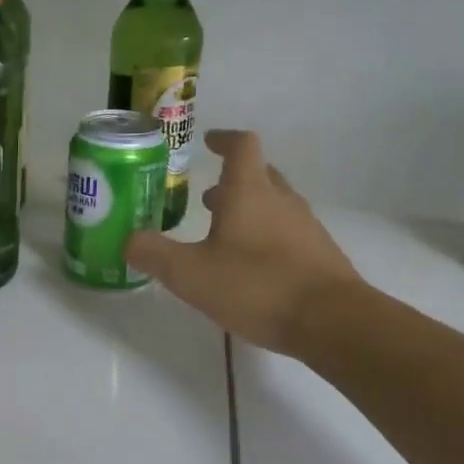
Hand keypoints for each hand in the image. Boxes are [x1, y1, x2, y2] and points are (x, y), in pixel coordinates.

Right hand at [125, 129, 361, 354]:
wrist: (335, 324)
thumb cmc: (257, 286)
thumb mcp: (190, 274)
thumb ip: (154, 254)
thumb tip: (128, 240)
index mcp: (249, 192)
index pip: (241, 146)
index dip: (224, 140)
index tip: (208, 143)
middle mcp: (281, 201)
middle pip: (260, 174)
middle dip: (232, 181)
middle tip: (207, 197)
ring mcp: (306, 227)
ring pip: (274, 204)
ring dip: (249, 210)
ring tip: (222, 235)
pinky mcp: (320, 255)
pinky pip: (288, 232)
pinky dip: (266, 236)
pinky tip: (250, 267)